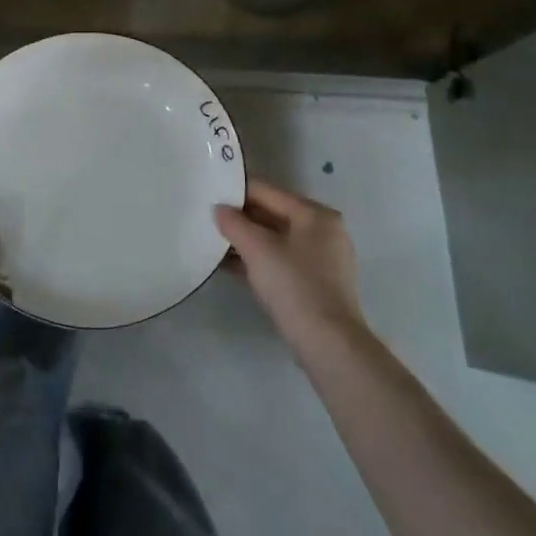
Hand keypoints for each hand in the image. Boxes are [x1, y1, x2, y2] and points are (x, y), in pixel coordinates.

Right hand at [214, 180, 369, 357]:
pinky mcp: (317, 283)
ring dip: (247, 241)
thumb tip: (219, 209)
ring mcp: (323, 259)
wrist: (327, 343)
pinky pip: (281, 260)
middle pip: (273, 214)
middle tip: (208, 220)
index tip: (208, 195)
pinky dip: (259, 260)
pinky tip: (231, 266)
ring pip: (276, 240)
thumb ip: (234, 223)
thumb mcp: (257, 249)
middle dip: (241, 218)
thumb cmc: (294, 285)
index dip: (236, 192)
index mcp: (315, 214)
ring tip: (214, 242)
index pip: (267, 192)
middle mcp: (324, 231)